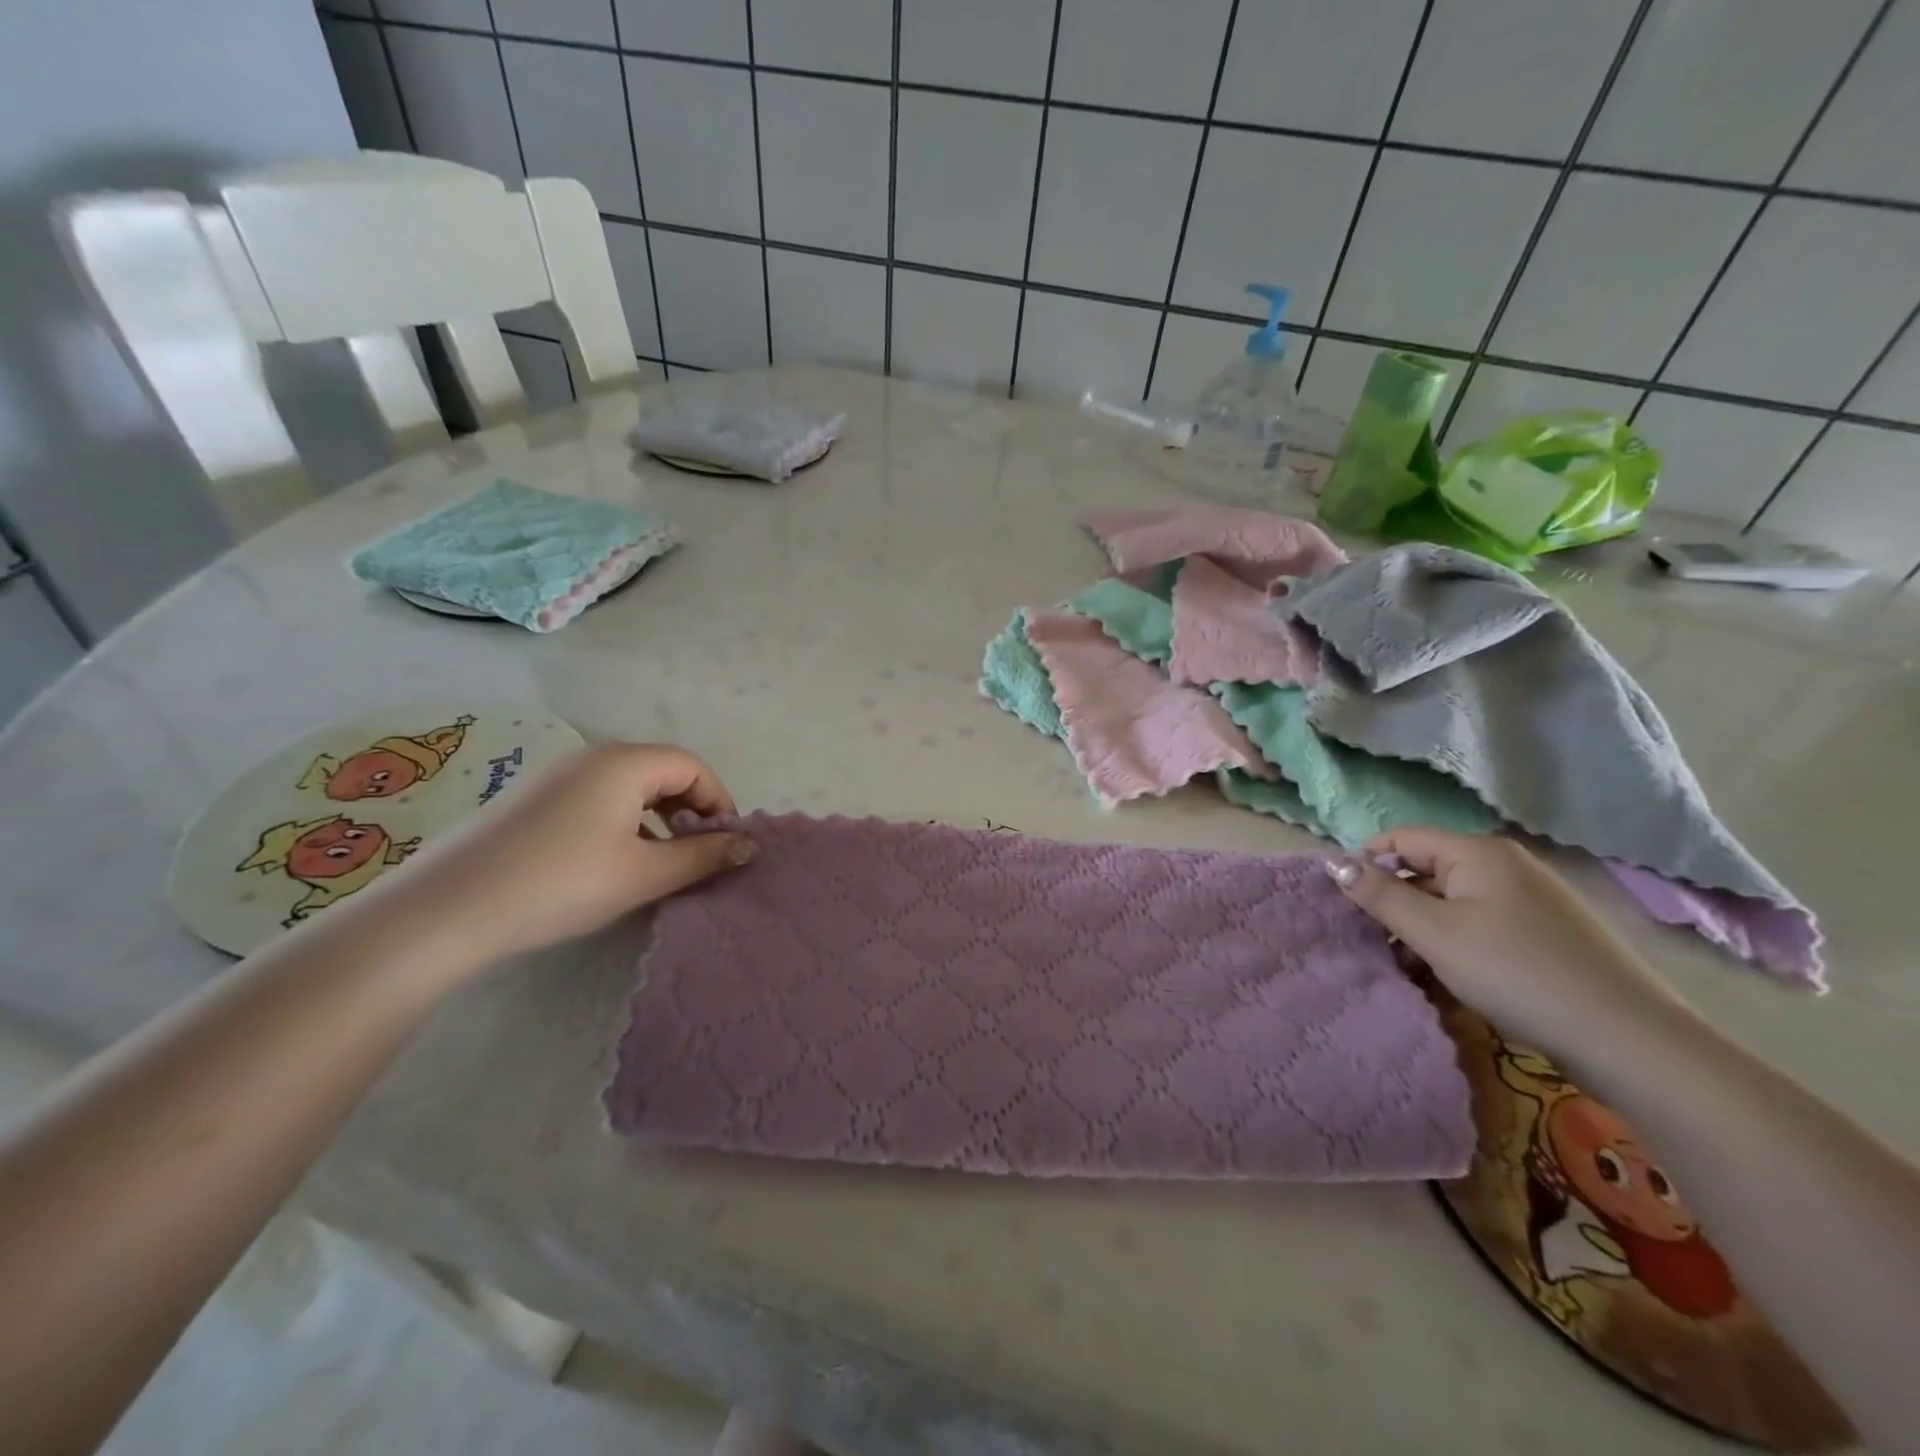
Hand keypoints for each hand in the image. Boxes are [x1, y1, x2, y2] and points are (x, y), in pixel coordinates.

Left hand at [383, 743, 754, 966]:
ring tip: (655, 862)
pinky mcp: (529, 799)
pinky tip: (608, 861)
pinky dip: (621, 821)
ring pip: (627, 786)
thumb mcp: (643, 873)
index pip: (692, 766)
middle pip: (660, 771)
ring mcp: (554, 775)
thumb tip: (748, 845)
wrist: (446, 911)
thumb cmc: (561, 884)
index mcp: (623, 762)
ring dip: (656, 817)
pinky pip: (595, 797)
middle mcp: (590, 756)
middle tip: (694, 854)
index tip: (724, 844)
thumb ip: (703, 856)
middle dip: (689, 809)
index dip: (719, 801)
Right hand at [1328, 828, 1686, 1056]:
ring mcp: (1530, 898)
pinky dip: (1456, 942)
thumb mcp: (1434, 933)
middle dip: (1394, 903)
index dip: (1366, 864)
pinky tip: (1450, 976)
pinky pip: (1482, 923)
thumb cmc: (1515, 972)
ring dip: (1423, 928)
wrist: (1625, 1037)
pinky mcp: (1546, 932)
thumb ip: (1379, 895)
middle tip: (1373, 942)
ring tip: (1408, 967)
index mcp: (1477, 852)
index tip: (1345, 904)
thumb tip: (1334, 864)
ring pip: (1453, 901)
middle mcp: (1505, 864)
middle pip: (1426, 870)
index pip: (1400, 839)